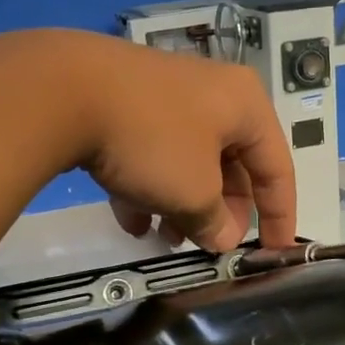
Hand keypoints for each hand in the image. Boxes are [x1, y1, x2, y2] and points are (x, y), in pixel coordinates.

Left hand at [25, 32, 298, 253]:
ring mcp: (166, 95)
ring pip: (188, 161)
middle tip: (209, 247)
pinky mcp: (128, 102)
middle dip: (221, 212)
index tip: (276, 253)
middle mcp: (212, 94)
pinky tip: (131, 220)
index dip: (280, 216)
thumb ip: (215, 221)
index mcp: (245, 105)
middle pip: (232, 164)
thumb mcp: (193, 193)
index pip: (277, 167)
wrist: (64, 90)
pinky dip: (149, 186)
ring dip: (183, 205)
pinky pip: (153, 151)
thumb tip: (222, 238)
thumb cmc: (153, 140)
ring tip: (167, 241)